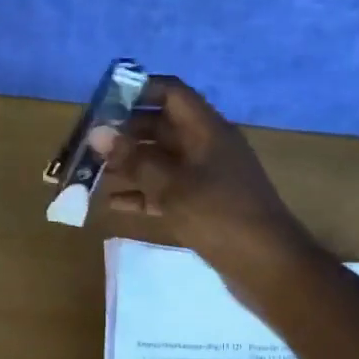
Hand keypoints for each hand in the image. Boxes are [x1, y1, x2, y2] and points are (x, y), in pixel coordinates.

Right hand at [90, 76, 313, 286]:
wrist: (269, 267)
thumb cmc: (221, 216)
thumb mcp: (173, 187)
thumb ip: (134, 159)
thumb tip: (97, 132)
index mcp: (207, 129)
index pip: (171, 93)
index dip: (138, 91)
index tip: (103, 102)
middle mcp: (207, 146)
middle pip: (162, 126)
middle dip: (125, 132)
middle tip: (88, 143)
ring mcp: (207, 176)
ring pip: (162, 160)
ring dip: (130, 164)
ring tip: (92, 171)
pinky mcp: (204, 205)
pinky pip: (167, 189)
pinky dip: (143, 193)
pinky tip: (113, 204)